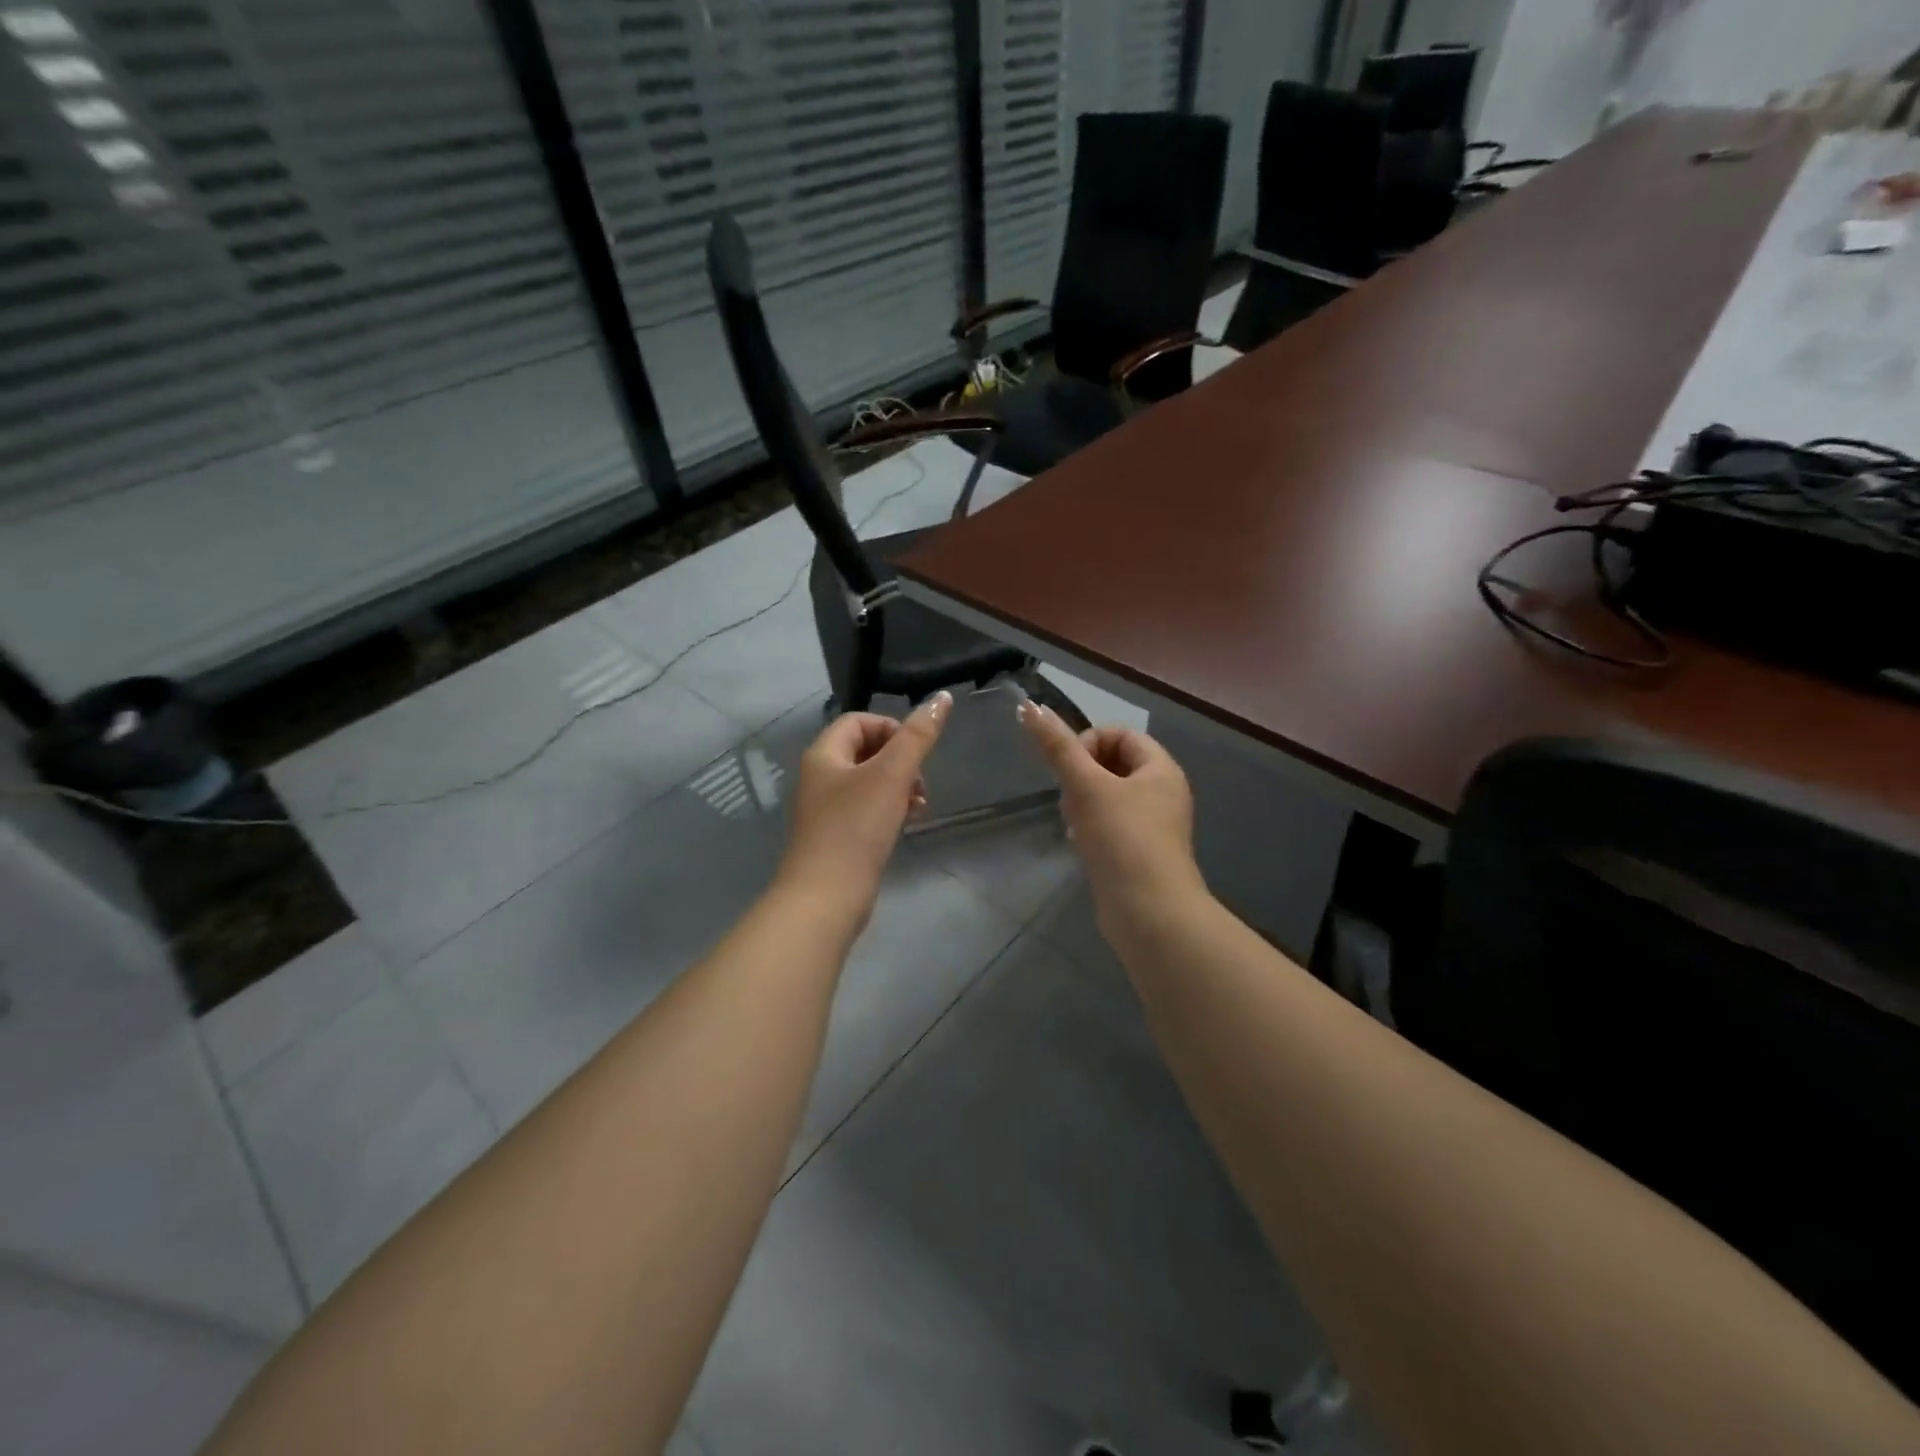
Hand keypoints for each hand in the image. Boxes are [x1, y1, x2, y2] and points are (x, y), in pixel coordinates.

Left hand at [776, 692, 951, 920]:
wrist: (826, 897)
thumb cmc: (856, 828)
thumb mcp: (892, 775)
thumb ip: (918, 735)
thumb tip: (942, 697)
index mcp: (823, 755)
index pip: (859, 721)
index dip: (892, 728)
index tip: (917, 751)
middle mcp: (820, 777)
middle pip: (866, 750)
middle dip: (901, 761)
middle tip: (920, 783)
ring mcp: (827, 809)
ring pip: (870, 782)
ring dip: (900, 786)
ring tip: (918, 806)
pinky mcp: (838, 836)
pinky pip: (868, 809)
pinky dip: (890, 809)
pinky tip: (905, 824)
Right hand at [1017, 703, 1206, 933]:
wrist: (1149, 913)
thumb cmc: (1122, 839)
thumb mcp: (1086, 786)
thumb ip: (1058, 746)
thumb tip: (1029, 706)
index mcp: (1160, 769)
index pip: (1120, 734)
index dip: (1089, 742)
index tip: (1069, 768)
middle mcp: (1162, 792)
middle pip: (1113, 763)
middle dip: (1082, 775)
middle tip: (1069, 798)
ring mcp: (1152, 825)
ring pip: (1108, 796)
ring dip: (1083, 802)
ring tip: (1073, 822)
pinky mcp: (1139, 853)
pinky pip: (1110, 824)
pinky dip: (1091, 827)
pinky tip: (1078, 843)